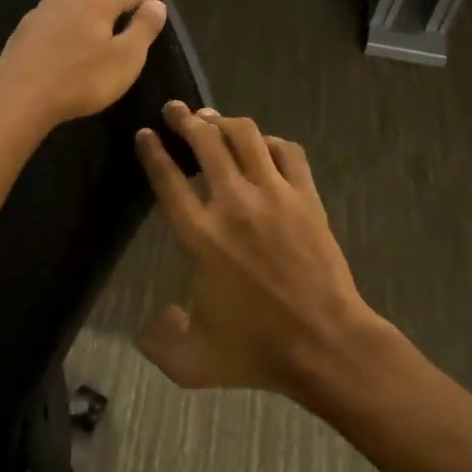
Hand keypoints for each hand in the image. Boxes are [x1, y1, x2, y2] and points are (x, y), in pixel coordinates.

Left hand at [0, 0, 168, 128]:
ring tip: (94, 28)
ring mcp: (44, 7)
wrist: (20, 95)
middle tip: (121, 22)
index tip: (150, 25)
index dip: (145, 6)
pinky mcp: (26, 25)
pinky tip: (65, 39)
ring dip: (86, 4)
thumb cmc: (81, 79)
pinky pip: (53, 12)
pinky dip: (65, 18)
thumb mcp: (126, 59)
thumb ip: (144, 29)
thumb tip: (157, 4)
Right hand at [135, 102, 391, 403]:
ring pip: (246, 137)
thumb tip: (153, 320)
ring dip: (225, 122)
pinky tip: (263, 146)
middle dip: (186, 119)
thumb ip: (159, 341)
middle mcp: (233, 205)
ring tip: (213, 119)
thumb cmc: (256, 351)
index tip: (145, 133)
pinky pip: (288, 152)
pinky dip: (271, 142)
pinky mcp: (306, 198)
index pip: (168, 179)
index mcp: (200, 236)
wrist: (326, 345)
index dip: (153, 151)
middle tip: (176, 109)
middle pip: (206, 142)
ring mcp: (274, 197)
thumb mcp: (192, 362)